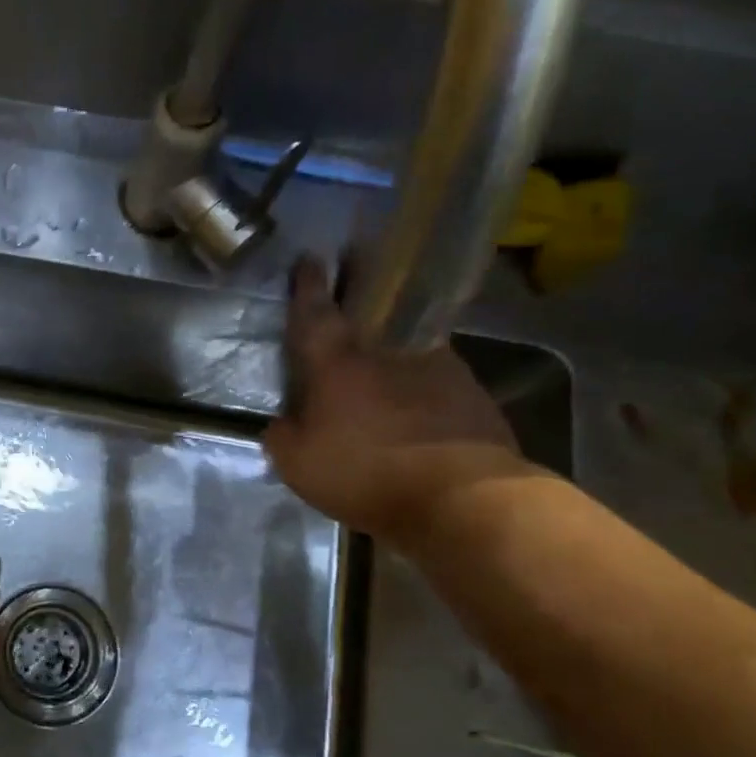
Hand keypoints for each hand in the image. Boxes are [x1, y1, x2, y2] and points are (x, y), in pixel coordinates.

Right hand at [263, 256, 530, 540]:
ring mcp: (437, 366)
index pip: (315, 312)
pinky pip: (437, 375)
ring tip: (387, 354)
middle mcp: (387, 351)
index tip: (309, 259)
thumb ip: (283, 437)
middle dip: (359, 287)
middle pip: (370, 309)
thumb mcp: (299, 465)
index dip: (308, 285)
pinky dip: (424, 381)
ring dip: (394, 340)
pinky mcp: (472, 391)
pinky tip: (420, 402)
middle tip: (355, 270)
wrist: (463, 497)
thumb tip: (283, 423)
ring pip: (406, 342)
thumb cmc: (366, 473)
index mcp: (337, 363)